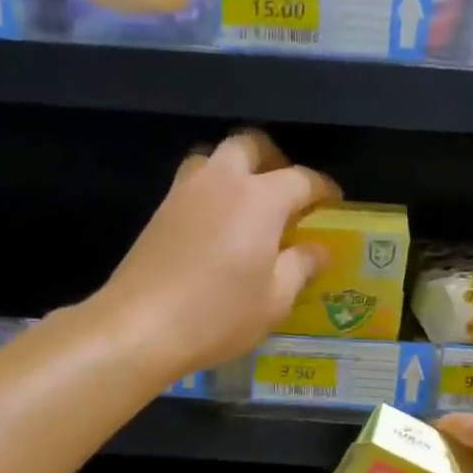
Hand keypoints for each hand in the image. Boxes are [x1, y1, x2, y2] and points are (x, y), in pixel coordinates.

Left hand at [97, 130, 339, 378]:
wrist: (140, 327)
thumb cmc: (218, 315)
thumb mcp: (274, 300)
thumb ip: (300, 267)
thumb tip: (319, 249)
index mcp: (260, 199)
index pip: (301, 179)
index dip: (322, 189)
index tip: (333, 203)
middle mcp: (222, 182)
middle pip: (251, 146)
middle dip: (274, 161)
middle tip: (286, 194)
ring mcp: (185, 193)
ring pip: (215, 158)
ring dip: (236, 170)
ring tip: (248, 206)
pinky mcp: (159, 212)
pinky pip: (192, 183)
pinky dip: (211, 192)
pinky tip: (217, 227)